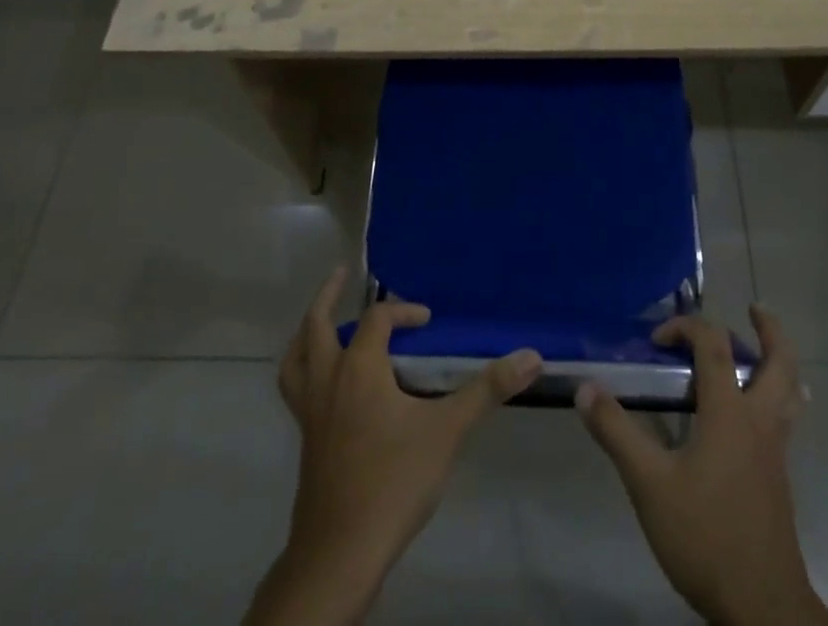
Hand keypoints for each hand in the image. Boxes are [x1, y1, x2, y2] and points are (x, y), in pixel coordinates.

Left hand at [244, 267, 542, 625]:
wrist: (341, 552)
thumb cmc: (394, 481)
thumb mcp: (447, 431)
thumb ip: (487, 390)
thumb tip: (531, 356)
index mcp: (359, 368)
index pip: (378, 318)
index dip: (403, 310)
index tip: (427, 321)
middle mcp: (328, 380)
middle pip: (317, 325)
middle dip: (329, 296)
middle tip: (342, 274)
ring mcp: (310, 411)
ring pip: (296, 357)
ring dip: (307, 332)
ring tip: (318, 321)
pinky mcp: (305, 439)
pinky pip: (296, 388)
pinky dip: (304, 370)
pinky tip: (325, 383)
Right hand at [578, 306, 827, 625]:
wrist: (763, 607)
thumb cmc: (705, 536)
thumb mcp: (649, 485)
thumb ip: (617, 433)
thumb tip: (585, 387)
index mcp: (730, 412)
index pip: (713, 345)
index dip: (685, 327)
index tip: (656, 339)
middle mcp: (759, 421)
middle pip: (779, 362)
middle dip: (769, 330)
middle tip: (754, 309)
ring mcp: (775, 451)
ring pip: (790, 391)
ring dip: (779, 361)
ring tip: (763, 349)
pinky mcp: (778, 478)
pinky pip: (786, 419)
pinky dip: (778, 396)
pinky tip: (756, 414)